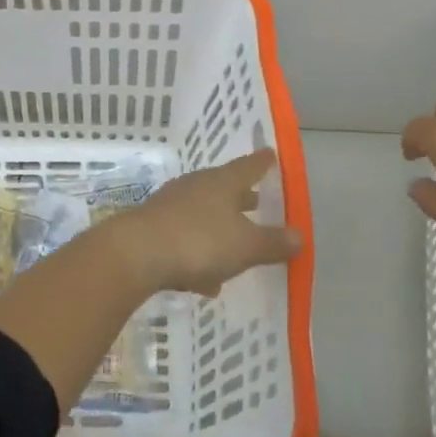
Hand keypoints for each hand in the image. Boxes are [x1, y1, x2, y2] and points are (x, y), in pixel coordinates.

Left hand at [107, 149, 302, 295]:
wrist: (135, 254)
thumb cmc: (199, 241)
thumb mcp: (245, 246)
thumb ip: (273, 242)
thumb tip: (300, 236)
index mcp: (222, 183)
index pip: (249, 166)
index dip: (262, 163)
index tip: (271, 155)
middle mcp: (196, 187)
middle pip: (224, 189)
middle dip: (241, 198)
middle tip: (256, 200)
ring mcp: (171, 206)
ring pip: (203, 215)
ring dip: (218, 230)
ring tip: (234, 252)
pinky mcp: (153, 228)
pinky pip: (185, 239)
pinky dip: (198, 255)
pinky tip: (203, 281)